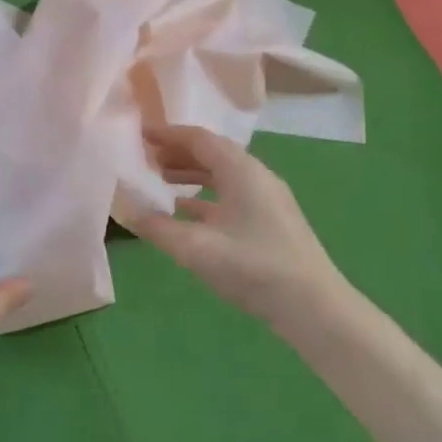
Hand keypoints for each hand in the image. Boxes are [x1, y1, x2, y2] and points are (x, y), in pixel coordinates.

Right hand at [124, 124, 342, 328]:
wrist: (314, 308)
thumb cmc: (254, 267)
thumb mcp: (196, 248)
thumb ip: (157, 228)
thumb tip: (126, 211)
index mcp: (241, 170)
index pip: (199, 138)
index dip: (167, 134)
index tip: (140, 134)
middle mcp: (256, 175)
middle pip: (212, 152)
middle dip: (177, 152)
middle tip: (145, 158)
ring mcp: (267, 198)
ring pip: (222, 175)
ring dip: (191, 174)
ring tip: (161, 180)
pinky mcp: (271, 221)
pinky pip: (232, 195)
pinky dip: (206, 196)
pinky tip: (186, 213)